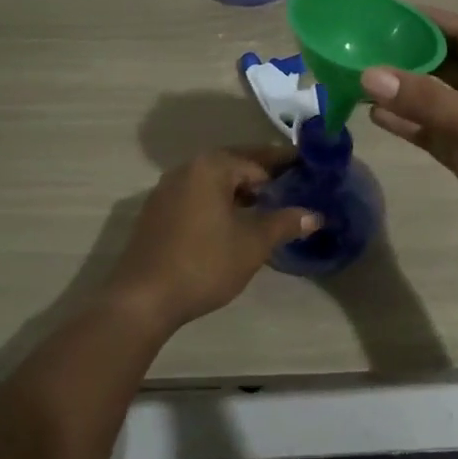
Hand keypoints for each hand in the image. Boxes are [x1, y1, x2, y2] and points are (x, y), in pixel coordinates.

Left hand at [103, 147, 321, 329]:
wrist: (142, 298)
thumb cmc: (204, 263)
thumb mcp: (253, 244)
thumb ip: (285, 223)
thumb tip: (315, 215)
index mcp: (211, 167)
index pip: (258, 160)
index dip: (286, 166)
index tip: (309, 170)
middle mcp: (187, 169)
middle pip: (234, 165)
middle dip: (264, 175)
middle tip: (294, 185)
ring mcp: (167, 190)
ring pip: (214, 181)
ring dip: (241, 190)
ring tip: (269, 206)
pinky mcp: (157, 212)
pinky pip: (197, 196)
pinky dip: (219, 202)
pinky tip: (234, 222)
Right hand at [361, 9, 457, 289]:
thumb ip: (424, 100)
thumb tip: (369, 74)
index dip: (426, 20)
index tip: (383, 14)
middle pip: (443, 64)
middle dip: (406, 56)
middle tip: (359, 48)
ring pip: (434, 99)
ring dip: (401, 91)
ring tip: (356, 79)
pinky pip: (431, 131)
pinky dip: (406, 124)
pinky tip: (374, 116)